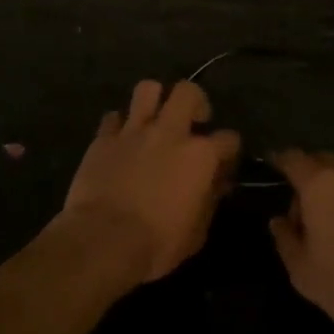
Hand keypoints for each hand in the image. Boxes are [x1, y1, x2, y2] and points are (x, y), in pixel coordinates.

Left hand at [59, 79, 240, 284]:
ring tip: (154, 118)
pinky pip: (113, 117)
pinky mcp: (104, 138)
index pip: (229, 138)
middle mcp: (170, 132)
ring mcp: (134, 130)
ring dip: (154, 100)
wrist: (103, 240)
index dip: (229, 149)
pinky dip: (119, 125)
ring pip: (147, 89)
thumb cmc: (157, 243)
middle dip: (195, 101)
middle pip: (188, 91)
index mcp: (200, 155)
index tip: (225, 161)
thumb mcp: (196, 233)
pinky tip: (121, 140)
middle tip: (192, 120)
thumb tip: (217, 184)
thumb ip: (209, 200)